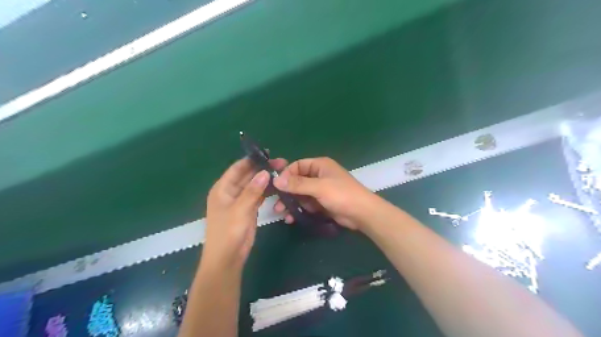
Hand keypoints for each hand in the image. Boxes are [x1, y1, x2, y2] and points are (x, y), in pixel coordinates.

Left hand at [206, 156, 287, 267]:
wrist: (227, 258)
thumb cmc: (228, 232)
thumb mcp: (240, 210)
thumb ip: (252, 191)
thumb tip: (264, 172)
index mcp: (222, 188)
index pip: (238, 168)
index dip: (251, 159)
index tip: (268, 153)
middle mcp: (231, 192)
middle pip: (248, 175)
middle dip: (263, 169)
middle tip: (282, 163)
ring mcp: (240, 201)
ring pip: (255, 185)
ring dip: (267, 179)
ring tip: (283, 172)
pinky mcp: (249, 209)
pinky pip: (259, 196)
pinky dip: (267, 191)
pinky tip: (278, 186)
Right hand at [275, 157, 378, 231]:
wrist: (362, 213)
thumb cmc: (341, 194)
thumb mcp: (319, 187)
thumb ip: (297, 184)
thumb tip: (276, 180)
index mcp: (320, 165)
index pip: (297, 165)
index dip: (286, 174)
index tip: (276, 186)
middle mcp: (319, 176)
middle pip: (297, 181)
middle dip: (286, 192)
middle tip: (276, 204)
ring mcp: (320, 190)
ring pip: (300, 194)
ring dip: (291, 203)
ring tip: (281, 213)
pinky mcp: (322, 203)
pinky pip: (306, 204)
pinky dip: (299, 210)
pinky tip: (291, 218)